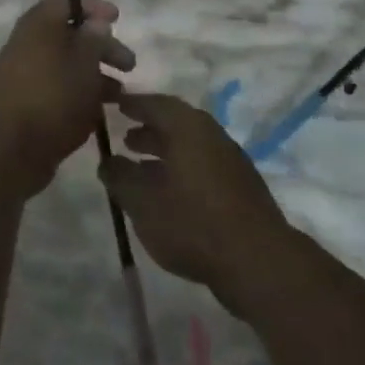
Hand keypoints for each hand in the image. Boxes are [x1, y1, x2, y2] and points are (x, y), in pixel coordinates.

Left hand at [0, 0, 135, 192]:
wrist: (12, 151)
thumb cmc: (55, 99)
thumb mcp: (84, 64)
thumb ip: (94, 38)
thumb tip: (95, 21)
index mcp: (37, 26)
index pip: (64, 0)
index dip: (93, 5)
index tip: (117, 19)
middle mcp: (26, 43)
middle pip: (68, 33)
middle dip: (102, 46)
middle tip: (129, 64)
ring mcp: (22, 73)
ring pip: (64, 62)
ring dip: (94, 72)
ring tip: (120, 94)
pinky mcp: (23, 100)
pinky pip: (55, 85)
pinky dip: (78, 90)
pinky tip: (99, 110)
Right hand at [100, 94, 296, 316]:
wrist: (257, 260)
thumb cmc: (192, 222)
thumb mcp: (142, 201)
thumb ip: (120, 177)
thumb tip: (107, 161)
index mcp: (188, 128)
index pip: (156, 104)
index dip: (134, 103)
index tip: (115, 104)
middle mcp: (212, 136)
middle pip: (176, 123)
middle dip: (149, 129)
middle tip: (125, 138)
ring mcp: (231, 161)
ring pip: (191, 146)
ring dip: (165, 151)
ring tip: (140, 167)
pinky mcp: (241, 187)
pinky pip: (203, 165)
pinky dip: (181, 168)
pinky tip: (168, 193)